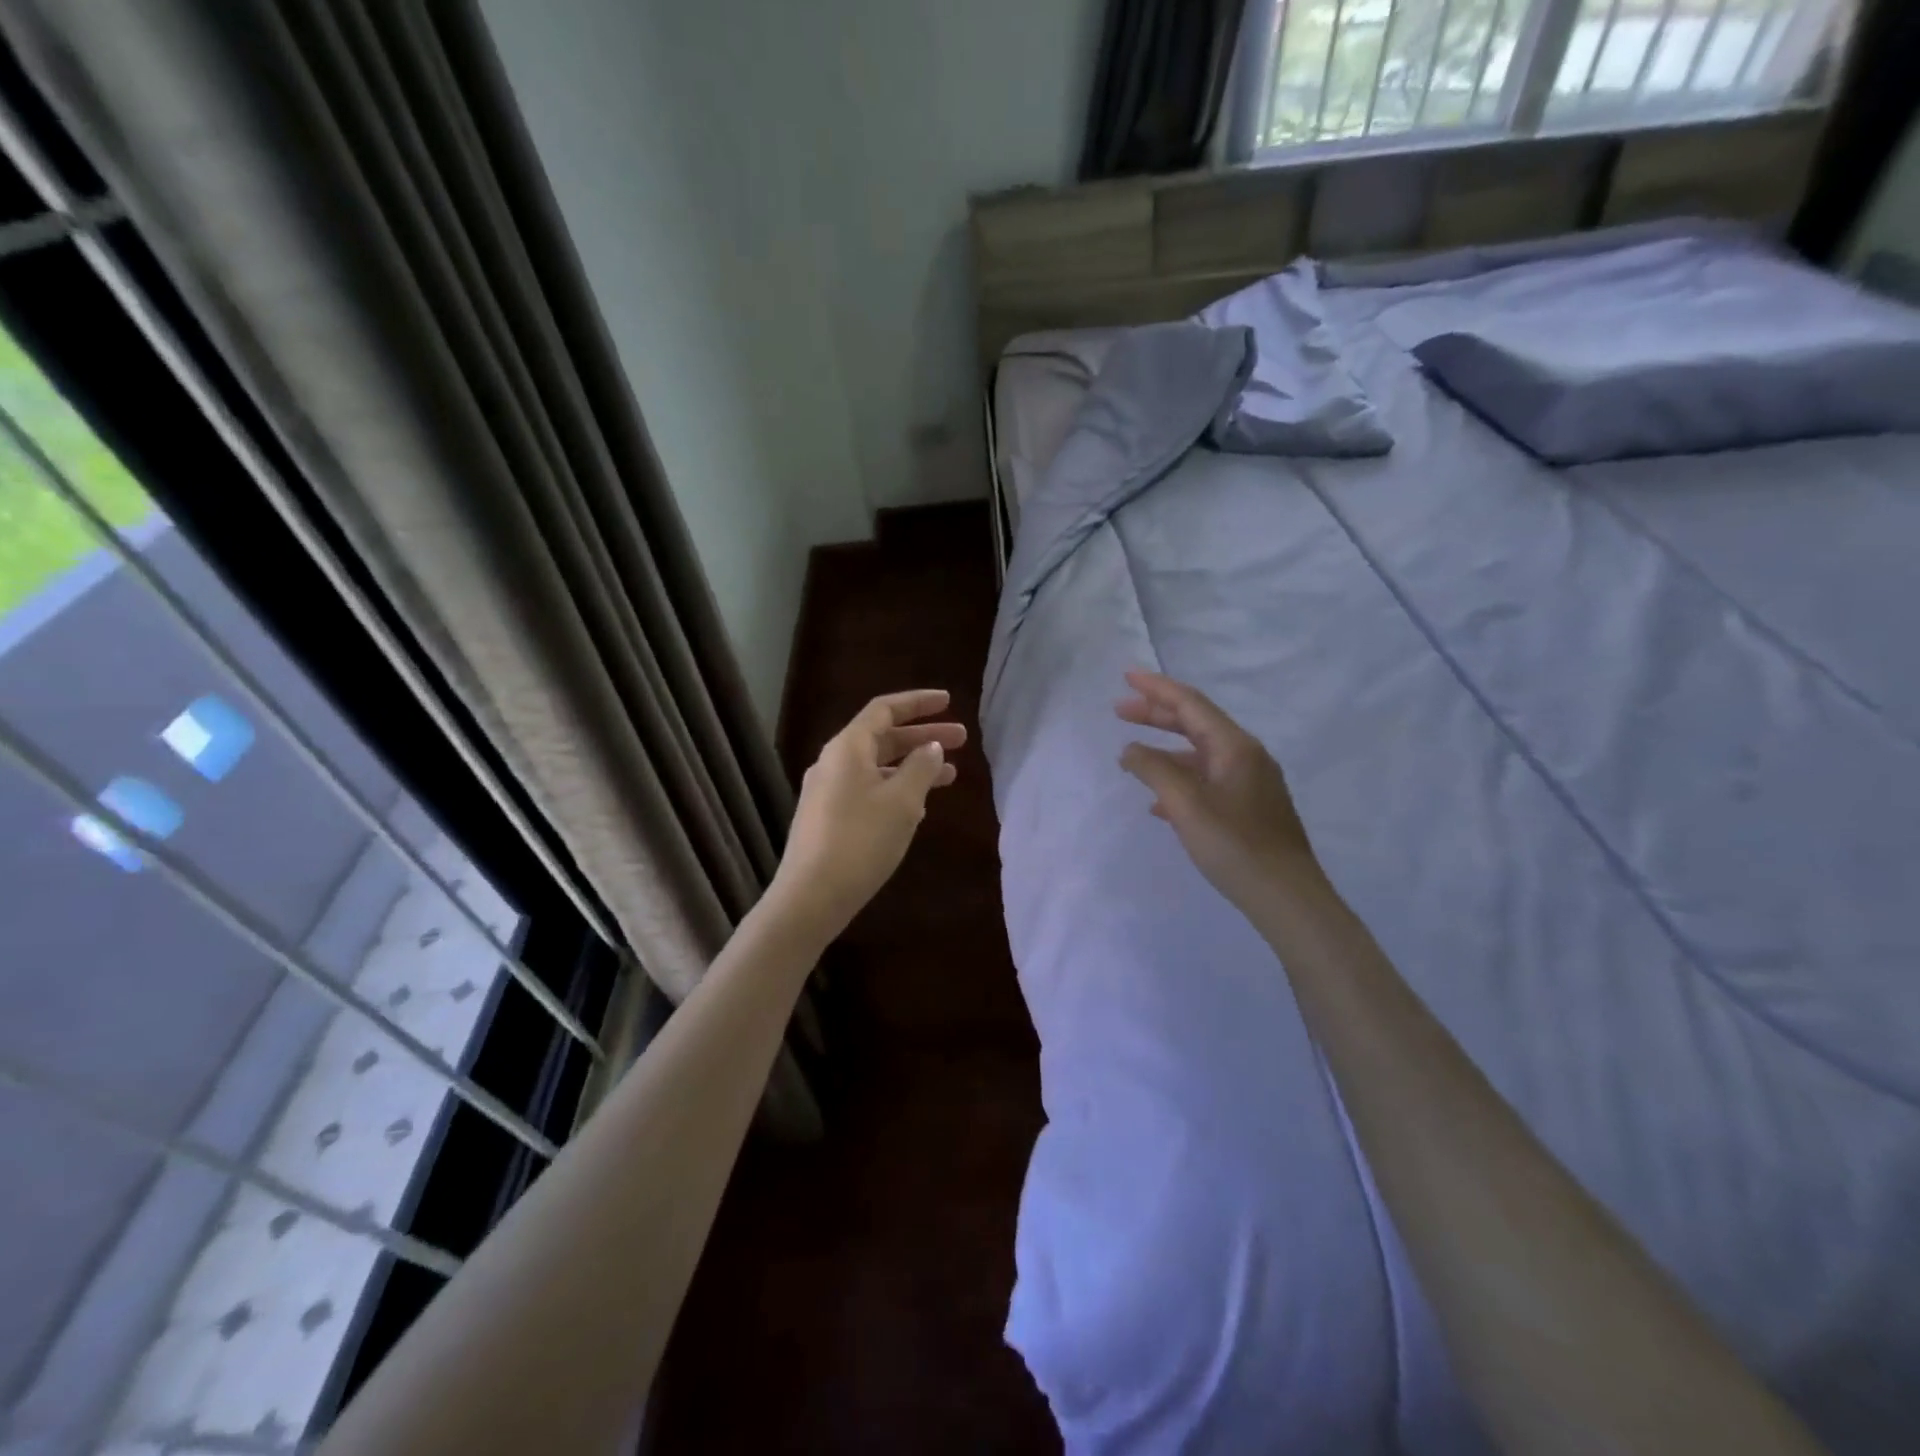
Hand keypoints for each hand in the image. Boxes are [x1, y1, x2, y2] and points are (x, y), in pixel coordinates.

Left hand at [770, 689, 965, 938]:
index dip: (918, 703)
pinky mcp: (828, 818)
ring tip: (950, 776)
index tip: (949, 702)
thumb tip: (932, 748)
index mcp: (848, 748)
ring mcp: (828, 791)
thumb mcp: (902, 801)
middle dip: (923, 737)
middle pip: (883, 737)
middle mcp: (834, 762)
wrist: (811, 896)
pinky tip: (919, 807)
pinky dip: (896, 789)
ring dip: (913, 767)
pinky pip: (868, 790)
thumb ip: (921, 768)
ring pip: (878, 767)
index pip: (885, 709)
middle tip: (963, 740)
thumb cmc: (861, 841)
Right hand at [1116, 670, 1320, 914]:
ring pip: (1200, 754)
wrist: (1286, 897)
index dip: (1156, 688)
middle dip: (1157, 715)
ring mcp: (1251, 782)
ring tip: (1133, 757)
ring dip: (1166, 750)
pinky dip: (1181, 779)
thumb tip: (1131, 750)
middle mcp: (1246, 755)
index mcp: (1234, 747)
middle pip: (1196, 724)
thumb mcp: (1186, 805)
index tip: (1126, 676)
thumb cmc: (1234, 846)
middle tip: (1120, 711)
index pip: (1190, 704)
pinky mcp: (1250, 806)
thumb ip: (1154, 771)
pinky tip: (1159, 801)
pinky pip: (1208, 779)